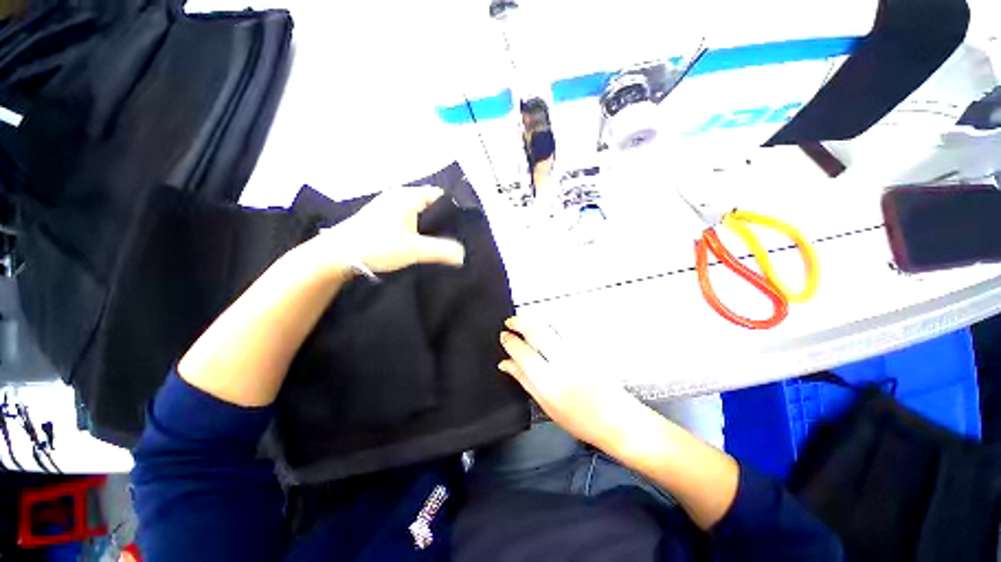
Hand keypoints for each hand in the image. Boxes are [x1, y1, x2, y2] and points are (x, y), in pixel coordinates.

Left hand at [310, 186, 464, 274]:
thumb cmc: (378, 245)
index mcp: (408, 196)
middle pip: (430, 204)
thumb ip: (441, 251)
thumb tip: (463, 255)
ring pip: (418, 212)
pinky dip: (417, 228)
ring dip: (429, 226)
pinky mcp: (382, 217)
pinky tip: (421, 242)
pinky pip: (408, 218)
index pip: (440, 196)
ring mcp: (389, 206)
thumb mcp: (414, 250)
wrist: (337, 254)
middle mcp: (399, 196)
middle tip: (456, 237)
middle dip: (443, 220)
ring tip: (442, 242)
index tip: (464, 227)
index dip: (454, 210)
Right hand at [498, 316, 643, 450]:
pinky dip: (553, 321)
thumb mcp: (546, 406)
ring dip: (536, 319)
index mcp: (549, 383)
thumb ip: (524, 380)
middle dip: (519, 322)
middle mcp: (564, 364)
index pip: (522, 352)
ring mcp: (579, 352)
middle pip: (536, 331)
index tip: (504, 336)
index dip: (510, 341)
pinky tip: (548, 324)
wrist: (618, 420)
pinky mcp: (590, 347)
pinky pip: (568, 326)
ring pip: (551, 324)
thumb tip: (505, 363)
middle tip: (511, 321)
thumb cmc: (582, 420)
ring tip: (528, 321)